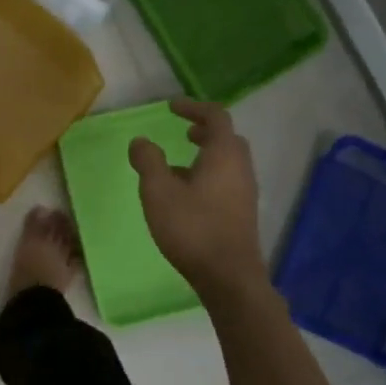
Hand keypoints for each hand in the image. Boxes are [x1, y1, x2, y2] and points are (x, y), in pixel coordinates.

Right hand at [129, 98, 264, 295]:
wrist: (228, 276)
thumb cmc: (192, 228)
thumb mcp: (158, 191)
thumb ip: (148, 161)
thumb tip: (141, 141)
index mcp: (223, 154)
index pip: (216, 116)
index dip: (193, 107)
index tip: (172, 109)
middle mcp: (240, 168)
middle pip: (227, 138)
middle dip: (204, 131)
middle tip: (183, 133)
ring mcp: (245, 192)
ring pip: (228, 162)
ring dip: (205, 156)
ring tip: (177, 167)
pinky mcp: (242, 213)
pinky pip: (227, 182)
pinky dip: (209, 175)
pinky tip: (186, 196)